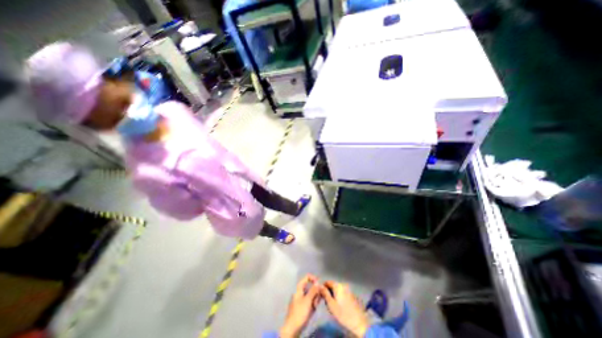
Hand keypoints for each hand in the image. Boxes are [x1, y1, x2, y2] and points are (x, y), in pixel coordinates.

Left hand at [280, 275, 322, 337]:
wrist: (292, 328)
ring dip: (314, 299)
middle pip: (310, 287)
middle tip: (317, 300)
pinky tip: (313, 310)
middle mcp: (300, 292)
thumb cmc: (300, 312)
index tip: (319, 284)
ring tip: (314, 307)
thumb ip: (313, 290)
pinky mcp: (302, 307)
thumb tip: (318, 282)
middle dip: (315, 293)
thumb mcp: (308, 300)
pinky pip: (309, 302)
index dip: (313, 278)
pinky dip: (312, 305)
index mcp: (299, 288)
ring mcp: (301, 299)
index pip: (307, 277)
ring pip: (311, 295)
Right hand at [320, 280, 366, 337]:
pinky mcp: (351, 294)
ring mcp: (348, 289)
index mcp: (338, 286)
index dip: (323, 287)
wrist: (358, 322)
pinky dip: (339, 296)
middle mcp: (343, 285)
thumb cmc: (343, 313)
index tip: (321, 295)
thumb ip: (325, 294)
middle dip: (329, 291)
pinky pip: (342, 292)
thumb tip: (319, 286)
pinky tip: (339, 305)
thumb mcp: (331, 305)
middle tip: (327, 302)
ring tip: (333, 304)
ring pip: (337, 289)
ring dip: (334, 294)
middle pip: (333, 285)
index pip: (327, 282)